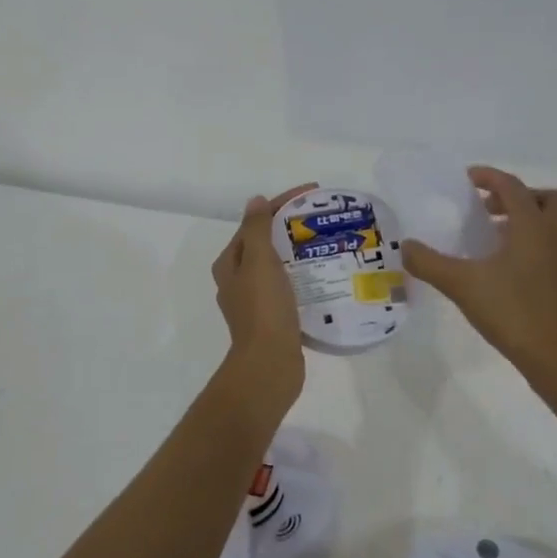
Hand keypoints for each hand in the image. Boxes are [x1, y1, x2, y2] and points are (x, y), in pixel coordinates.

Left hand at [211, 185, 313, 407]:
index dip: (281, 204)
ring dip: (298, 252)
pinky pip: (288, 287)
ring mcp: (254, 302)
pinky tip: (323, 276)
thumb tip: (255, 200)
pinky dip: (302, 277)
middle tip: (322, 218)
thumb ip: (256, 229)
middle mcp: (237, 281)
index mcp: (229, 264)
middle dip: (291, 227)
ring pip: (277, 266)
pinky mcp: (272, 319)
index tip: (312, 193)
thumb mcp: (259, 261)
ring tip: (327, 243)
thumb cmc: (264, 309)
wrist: (270, 364)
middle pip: (264, 243)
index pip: (254, 222)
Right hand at [402, 167, 556, 377]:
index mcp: (533, 226)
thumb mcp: (461, 284)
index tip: (468, 179)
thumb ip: (429, 263)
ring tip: (505, 232)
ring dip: (537, 217)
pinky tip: (514, 261)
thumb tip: (405, 246)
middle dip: (522, 196)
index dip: (490, 177)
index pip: (513, 187)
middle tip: (492, 210)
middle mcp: (556, 235)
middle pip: (550, 199)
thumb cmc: (511, 311)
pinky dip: (542, 240)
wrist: (555, 355)